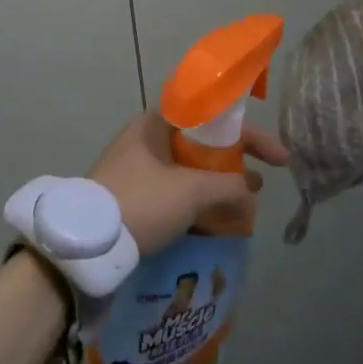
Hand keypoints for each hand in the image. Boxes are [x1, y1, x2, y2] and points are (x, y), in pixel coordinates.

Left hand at [88, 111, 287, 255]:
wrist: (85, 246)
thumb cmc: (141, 202)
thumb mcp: (192, 191)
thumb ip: (230, 186)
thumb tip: (252, 190)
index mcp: (156, 124)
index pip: (212, 117)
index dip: (249, 134)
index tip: (277, 156)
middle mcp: (146, 139)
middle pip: (203, 144)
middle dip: (235, 162)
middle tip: (264, 180)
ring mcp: (138, 170)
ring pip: (190, 171)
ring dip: (218, 186)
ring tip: (245, 204)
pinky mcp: (133, 198)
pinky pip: (177, 192)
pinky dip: (199, 202)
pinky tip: (217, 222)